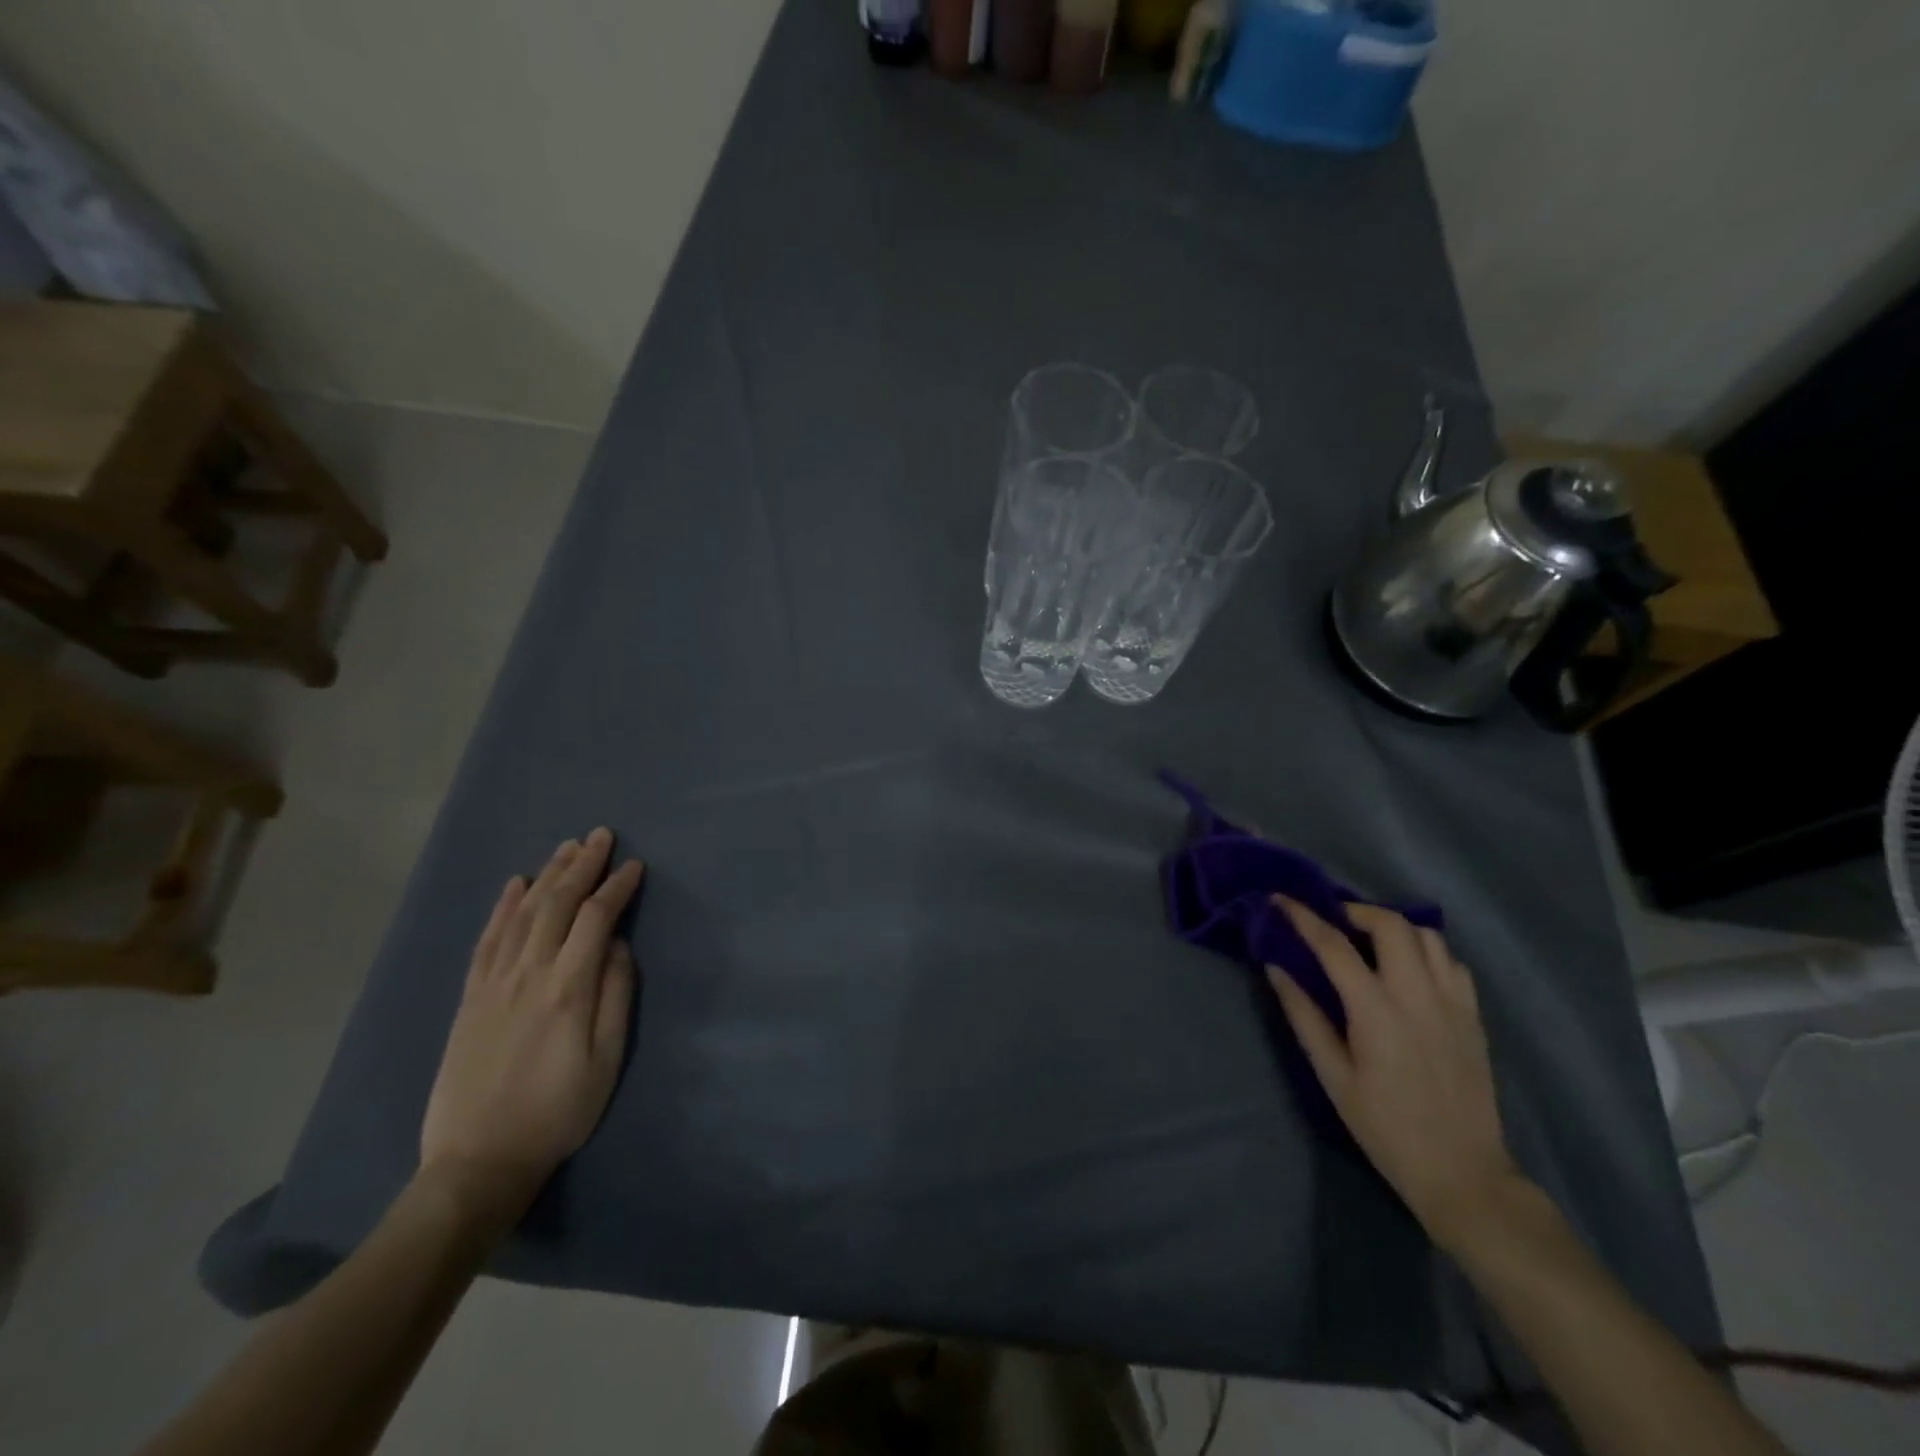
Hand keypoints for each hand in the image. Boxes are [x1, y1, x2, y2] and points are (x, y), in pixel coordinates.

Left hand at [419, 828, 644, 1233]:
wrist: (478, 1161)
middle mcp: (528, 974)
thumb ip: (615, 996)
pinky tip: (515, 884)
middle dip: (581, 865)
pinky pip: (487, 939)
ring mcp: (493, 983)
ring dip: (546, 875)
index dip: (617, 887)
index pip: (595, 919)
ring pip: (522, 913)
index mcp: (568, 988)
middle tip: (600, 835)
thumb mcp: (606, 1060)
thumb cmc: (558, 1111)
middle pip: (556, 904)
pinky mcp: (470, 997)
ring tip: (566, 848)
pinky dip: (502, 906)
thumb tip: (619, 946)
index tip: (634, 865)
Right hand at [1267, 898, 1523, 1251]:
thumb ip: (1304, 1016)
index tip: (1280, 900)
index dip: (1303, 916)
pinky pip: (1452, 962)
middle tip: (1331, 920)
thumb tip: (1276, 968)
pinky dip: (1425, 952)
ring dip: (1393, 926)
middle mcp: (1418, 995)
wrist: (1462, 1173)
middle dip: (1355, 910)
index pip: (1333, 944)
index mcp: (1376, 1010)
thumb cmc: (1384, 1127)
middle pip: (1390, 924)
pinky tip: (1408, 970)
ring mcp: (1453, 1003)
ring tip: (1368, 940)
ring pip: (1427, 935)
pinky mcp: (1474, 1016)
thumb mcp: (1332, 1076)